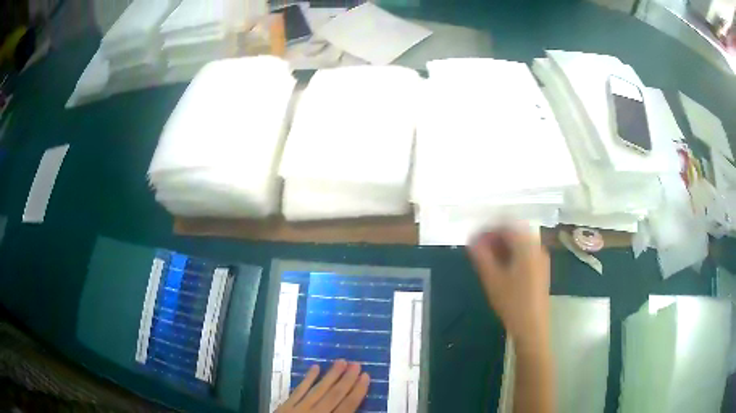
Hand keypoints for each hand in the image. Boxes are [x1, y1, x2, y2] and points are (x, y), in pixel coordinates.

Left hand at [276, 360, 369, 412]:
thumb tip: (353, 410)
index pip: (347, 407)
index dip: (358, 392)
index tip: (366, 376)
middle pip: (334, 395)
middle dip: (346, 380)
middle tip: (356, 363)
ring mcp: (298, 409)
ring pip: (317, 390)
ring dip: (330, 376)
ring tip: (341, 361)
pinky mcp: (285, 406)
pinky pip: (298, 391)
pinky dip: (307, 379)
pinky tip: (315, 367)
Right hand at [467, 226, 550, 348]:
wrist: (532, 327)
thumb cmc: (512, 302)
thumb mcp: (492, 279)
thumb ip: (481, 256)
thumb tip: (471, 240)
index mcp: (526, 246)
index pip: (506, 226)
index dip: (488, 229)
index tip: (473, 239)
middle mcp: (537, 247)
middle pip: (515, 232)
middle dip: (495, 237)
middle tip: (478, 249)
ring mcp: (541, 259)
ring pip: (520, 243)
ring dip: (503, 246)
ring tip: (487, 259)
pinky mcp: (541, 270)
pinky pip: (525, 253)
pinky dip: (512, 254)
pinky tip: (501, 268)